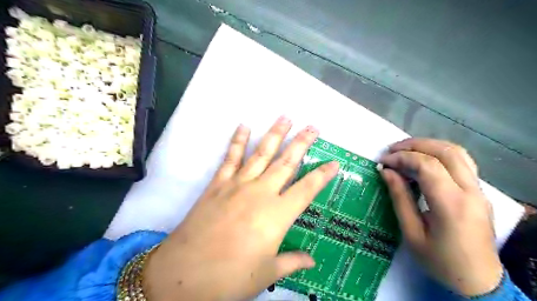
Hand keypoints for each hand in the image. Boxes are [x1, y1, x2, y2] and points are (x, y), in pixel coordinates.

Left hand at [141, 117, 333, 300]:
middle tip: (313, 127)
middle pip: (286, 162)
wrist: (184, 273)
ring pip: (261, 153)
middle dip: (301, 143)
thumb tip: (311, 260)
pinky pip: (230, 158)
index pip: (307, 189)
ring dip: (274, 134)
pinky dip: (237, 140)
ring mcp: (238, 185)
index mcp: (277, 215)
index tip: (334, 162)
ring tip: (285, 117)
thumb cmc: (230, 277)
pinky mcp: (218, 184)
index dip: (323, 175)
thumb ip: (292, 262)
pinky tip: (243, 126)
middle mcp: (261, 193)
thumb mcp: (266, 274)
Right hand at [380, 137, 501, 295]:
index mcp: (451, 204)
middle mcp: (471, 191)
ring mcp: (479, 190)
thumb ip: (400, 198)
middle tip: (391, 150)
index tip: (383, 162)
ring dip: (428, 145)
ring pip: (457, 152)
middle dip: (414, 145)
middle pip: (445, 151)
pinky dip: (439, 154)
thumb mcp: (411, 233)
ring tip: (405, 151)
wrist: (479, 282)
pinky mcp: (479, 192)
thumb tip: (386, 172)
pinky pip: (462, 162)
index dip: (402, 158)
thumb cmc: (440, 261)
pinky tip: (424, 160)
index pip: (427, 165)